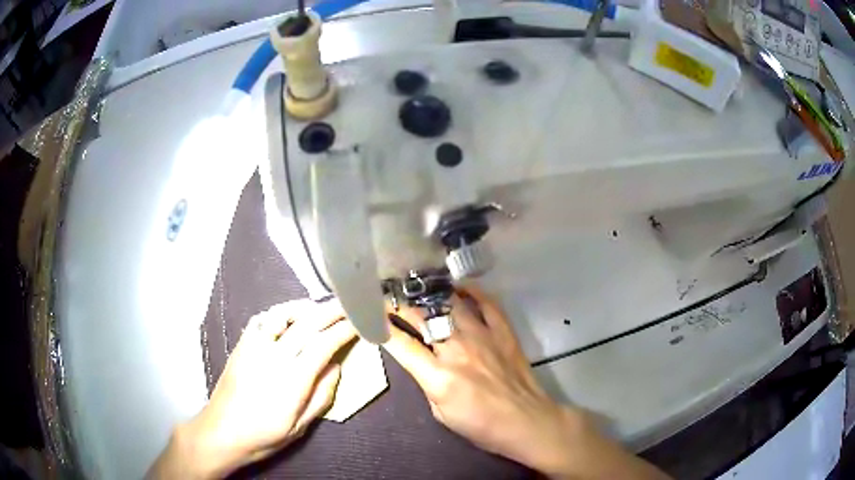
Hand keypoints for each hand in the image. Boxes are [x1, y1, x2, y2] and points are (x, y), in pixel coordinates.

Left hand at [149, 300, 356, 478]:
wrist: (222, 430)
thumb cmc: (264, 434)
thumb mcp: (300, 426)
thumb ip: (321, 395)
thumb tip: (336, 366)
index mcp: (292, 379)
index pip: (324, 344)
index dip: (344, 330)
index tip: (359, 322)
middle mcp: (274, 356)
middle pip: (307, 323)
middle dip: (331, 310)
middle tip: (349, 304)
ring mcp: (254, 346)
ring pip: (282, 314)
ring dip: (305, 306)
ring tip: (320, 306)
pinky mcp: (241, 344)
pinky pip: (261, 319)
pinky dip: (278, 312)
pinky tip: (287, 315)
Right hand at [382, 287, 668, 479]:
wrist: (526, 421)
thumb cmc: (481, 426)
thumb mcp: (441, 414)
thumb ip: (426, 383)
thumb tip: (419, 360)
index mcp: (438, 376)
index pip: (400, 343)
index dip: (379, 326)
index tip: (366, 315)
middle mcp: (457, 350)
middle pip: (420, 317)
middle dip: (398, 305)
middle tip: (386, 296)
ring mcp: (483, 336)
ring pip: (450, 304)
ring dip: (428, 295)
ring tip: (415, 287)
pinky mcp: (503, 332)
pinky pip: (486, 303)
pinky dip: (471, 292)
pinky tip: (458, 287)